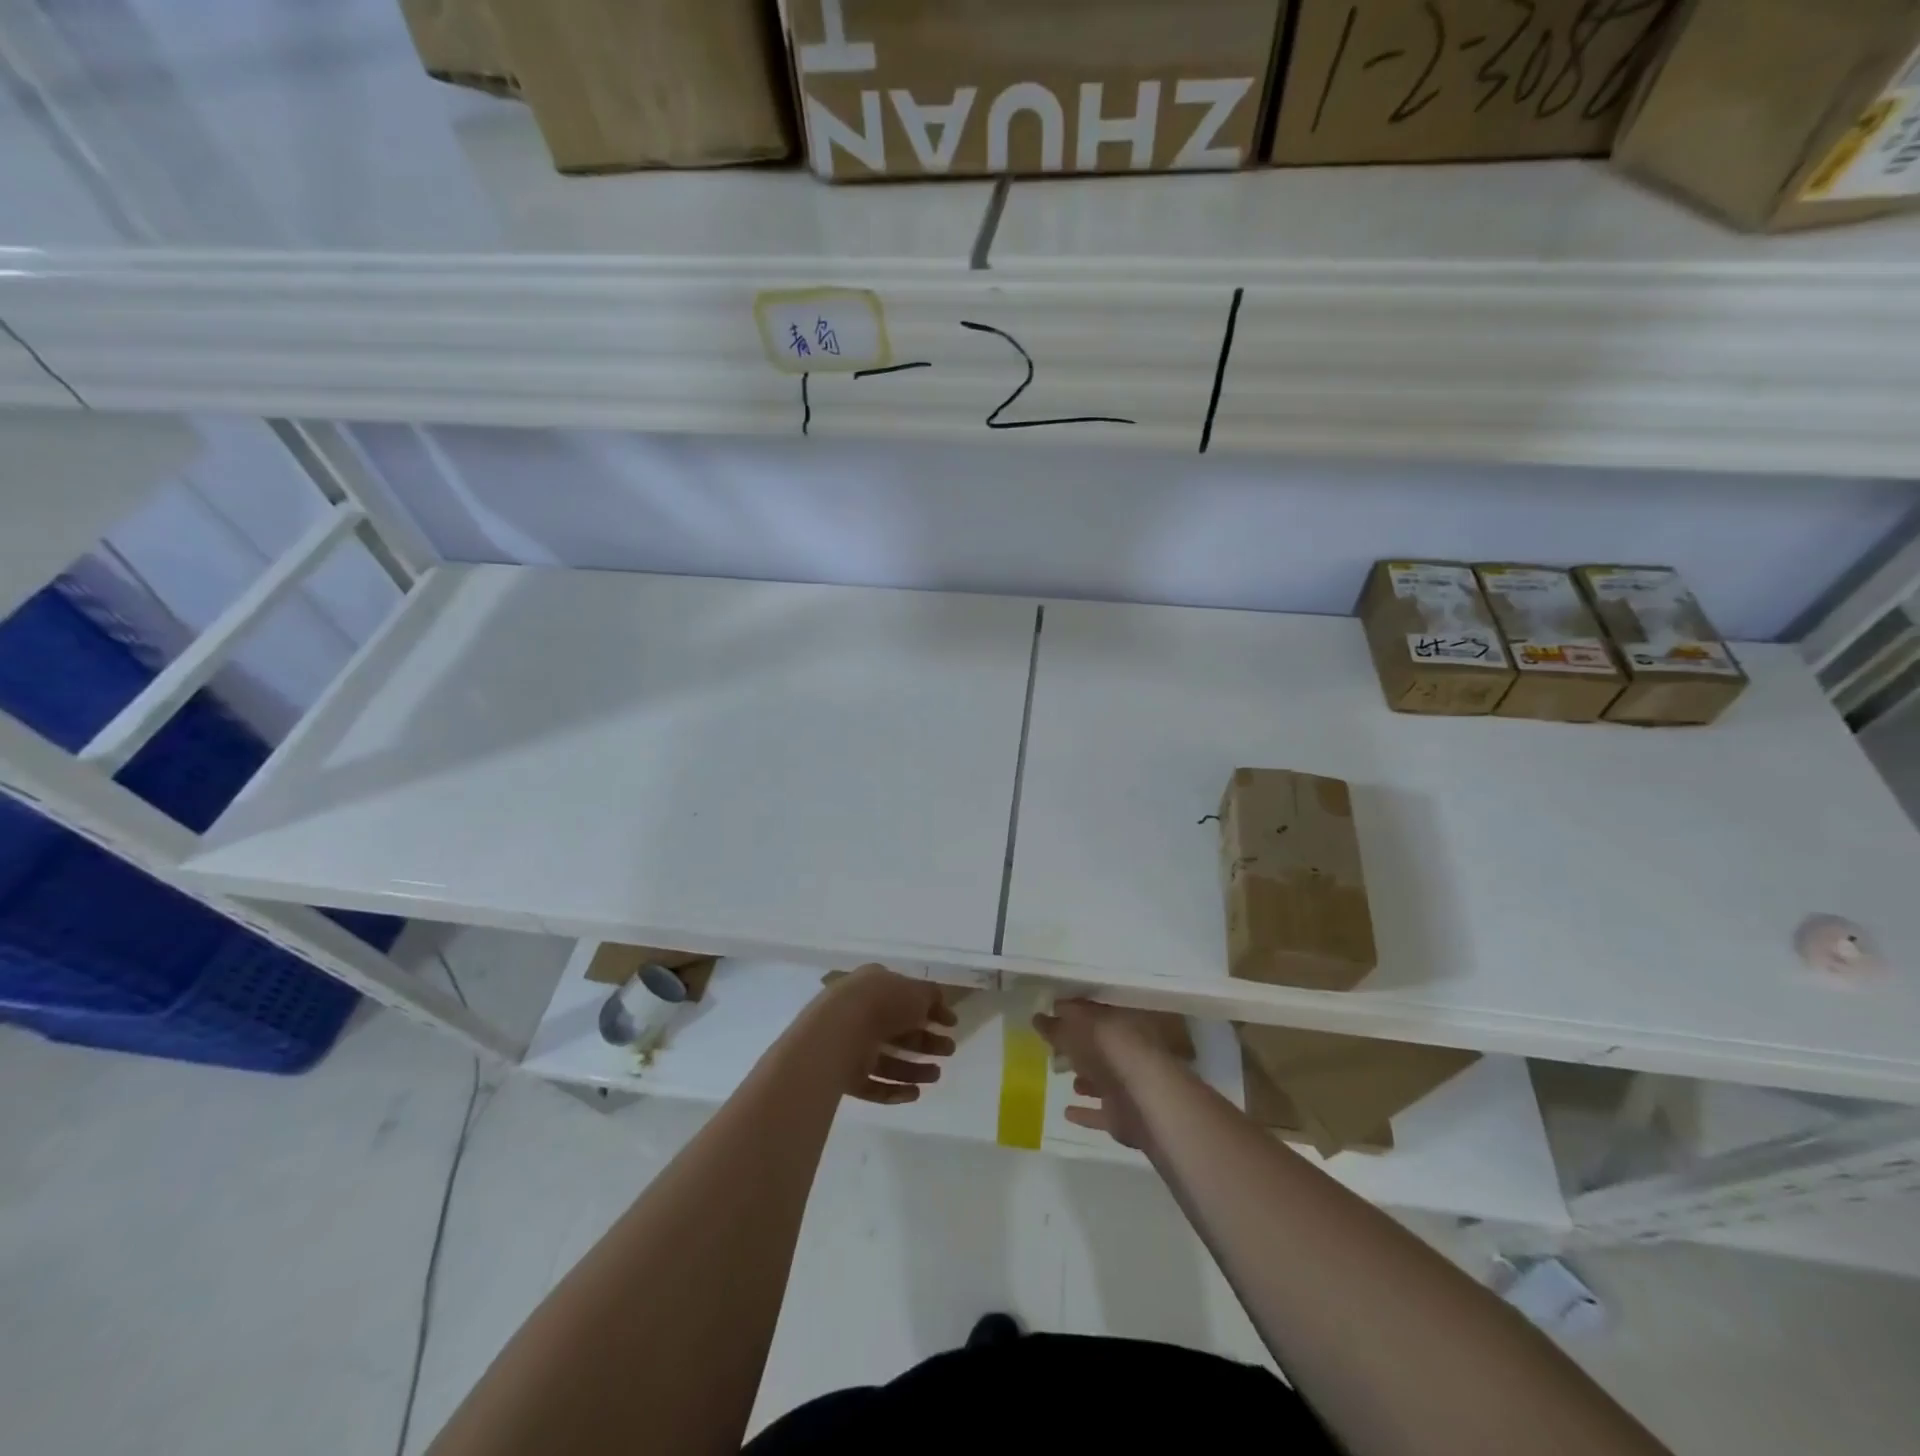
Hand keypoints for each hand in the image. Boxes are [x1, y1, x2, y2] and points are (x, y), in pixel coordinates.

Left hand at [819, 965, 956, 1104]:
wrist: (838, 1033)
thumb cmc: (882, 1003)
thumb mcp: (917, 991)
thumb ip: (932, 997)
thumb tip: (941, 1008)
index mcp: (874, 985)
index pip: (905, 997)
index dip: (930, 1010)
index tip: (951, 1025)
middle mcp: (860, 1013)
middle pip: (898, 1030)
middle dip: (926, 1042)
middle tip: (949, 1051)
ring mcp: (850, 1045)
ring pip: (887, 1059)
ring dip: (914, 1069)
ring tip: (936, 1076)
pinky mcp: (844, 1074)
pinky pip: (872, 1084)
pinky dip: (893, 1089)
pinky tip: (915, 1094)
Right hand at [1035, 1000, 1178, 1149]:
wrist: (1147, 1100)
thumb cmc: (1113, 1051)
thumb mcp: (1079, 1029)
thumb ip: (1058, 1025)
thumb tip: (1037, 1016)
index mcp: (1121, 1023)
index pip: (1094, 1013)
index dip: (1073, 1012)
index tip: (1050, 1011)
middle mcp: (1127, 1052)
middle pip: (1098, 1046)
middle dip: (1078, 1045)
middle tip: (1052, 1045)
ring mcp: (1127, 1085)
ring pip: (1101, 1078)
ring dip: (1084, 1077)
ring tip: (1061, 1074)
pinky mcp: (1123, 1116)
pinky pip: (1098, 1112)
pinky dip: (1084, 1112)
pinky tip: (1067, 1112)